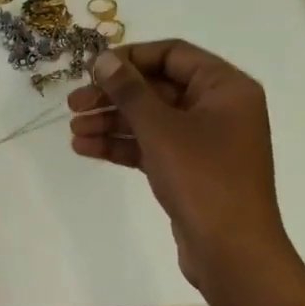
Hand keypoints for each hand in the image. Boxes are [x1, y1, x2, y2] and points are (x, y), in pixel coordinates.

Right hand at [67, 42, 304, 305]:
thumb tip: (104, 59)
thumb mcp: (160, 127)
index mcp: (225, 87)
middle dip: (113, 95)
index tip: (93, 68)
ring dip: (111, 122)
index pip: (173, 54)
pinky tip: (86, 148)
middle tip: (73, 103)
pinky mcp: (190, 170)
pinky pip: (151, 146)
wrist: (231, 251)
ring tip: (73, 130)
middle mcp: (218, 108)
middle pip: (157, 88)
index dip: (130, 57)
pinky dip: (122, 146)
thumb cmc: (202, 178)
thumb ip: (129, 90)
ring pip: (150, 119)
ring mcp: (205, 141)